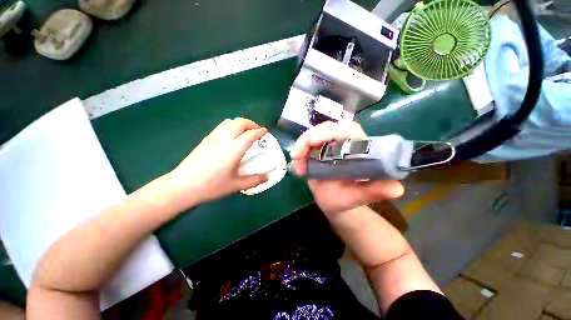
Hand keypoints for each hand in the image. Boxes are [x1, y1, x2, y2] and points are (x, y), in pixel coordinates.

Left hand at [165, 118, 268, 209]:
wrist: (183, 185)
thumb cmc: (211, 186)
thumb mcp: (236, 185)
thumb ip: (254, 180)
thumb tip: (268, 177)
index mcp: (233, 150)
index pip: (249, 135)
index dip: (259, 132)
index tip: (265, 132)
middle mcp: (224, 139)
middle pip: (240, 122)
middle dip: (251, 124)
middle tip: (257, 131)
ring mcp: (213, 137)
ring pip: (230, 122)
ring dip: (241, 123)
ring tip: (246, 131)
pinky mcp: (206, 139)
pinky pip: (221, 126)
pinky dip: (231, 125)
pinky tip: (232, 136)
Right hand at [290, 122, 403, 216]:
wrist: (333, 202)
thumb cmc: (346, 200)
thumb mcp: (358, 198)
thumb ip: (373, 192)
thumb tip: (396, 188)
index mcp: (359, 149)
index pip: (348, 130)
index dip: (332, 132)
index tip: (315, 142)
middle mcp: (344, 143)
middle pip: (327, 128)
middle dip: (310, 138)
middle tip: (298, 155)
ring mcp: (329, 145)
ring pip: (314, 134)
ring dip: (302, 145)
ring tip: (297, 164)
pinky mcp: (318, 149)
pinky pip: (307, 144)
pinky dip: (300, 152)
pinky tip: (297, 167)